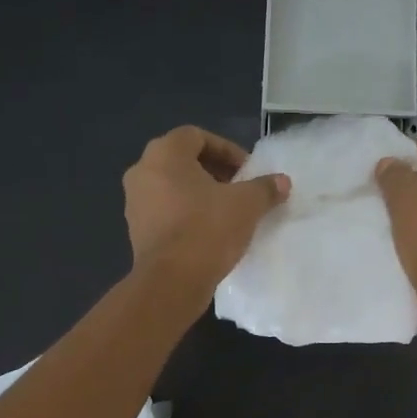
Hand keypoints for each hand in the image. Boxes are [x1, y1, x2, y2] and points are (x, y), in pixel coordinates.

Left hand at [123, 126, 289, 295]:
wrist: (172, 281)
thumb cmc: (207, 230)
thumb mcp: (247, 205)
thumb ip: (265, 188)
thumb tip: (282, 181)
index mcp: (164, 154)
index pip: (196, 136)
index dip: (226, 149)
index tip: (247, 170)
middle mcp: (142, 171)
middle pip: (182, 160)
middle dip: (214, 171)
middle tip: (239, 189)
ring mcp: (134, 202)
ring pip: (172, 187)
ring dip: (199, 194)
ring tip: (226, 212)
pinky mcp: (136, 230)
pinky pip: (165, 211)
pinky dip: (186, 214)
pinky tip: (208, 232)